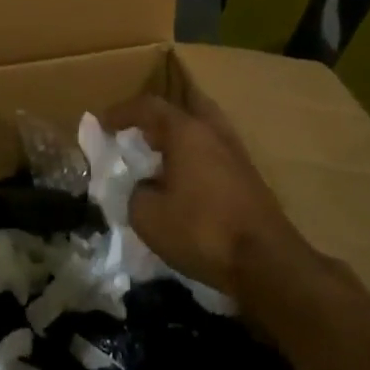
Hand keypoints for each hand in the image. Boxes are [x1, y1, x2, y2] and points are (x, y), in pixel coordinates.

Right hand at [101, 94, 301, 298]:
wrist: (267, 263)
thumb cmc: (202, 230)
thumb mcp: (147, 216)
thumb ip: (134, 192)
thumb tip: (142, 188)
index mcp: (186, 131)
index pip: (148, 107)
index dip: (121, 112)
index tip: (102, 124)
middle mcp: (214, 133)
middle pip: (186, 106)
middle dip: (160, 115)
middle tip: (140, 130)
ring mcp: (236, 154)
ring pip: (204, 129)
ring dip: (181, 136)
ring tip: (159, 156)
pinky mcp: (249, 178)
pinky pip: (214, 152)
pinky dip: (195, 156)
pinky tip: (183, 179)